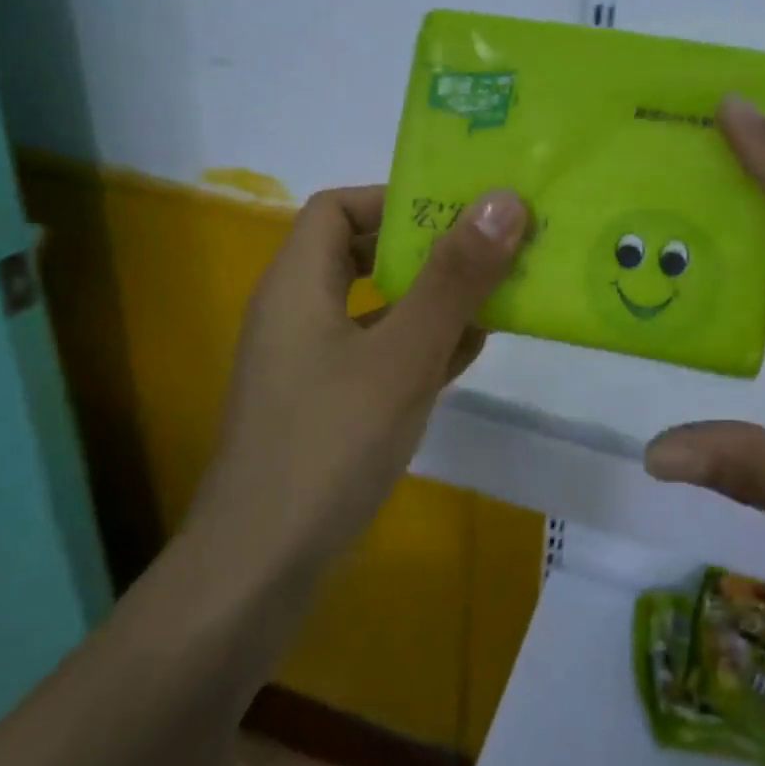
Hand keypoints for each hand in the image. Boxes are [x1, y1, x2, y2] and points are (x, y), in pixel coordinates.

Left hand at [188, 185, 526, 562]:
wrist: (262, 566)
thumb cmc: (330, 443)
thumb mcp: (403, 353)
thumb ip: (453, 278)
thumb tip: (502, 200)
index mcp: (297, 283)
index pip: (337, 208)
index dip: (392, 199)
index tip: (455, 211)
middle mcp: (296, 314)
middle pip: (358, 254)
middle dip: (424, 249)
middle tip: (487, 249)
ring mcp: (309, 364)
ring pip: (374, 308)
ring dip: (430, 298)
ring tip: (495, 294)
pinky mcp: (325, 406)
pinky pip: (377, 354)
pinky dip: (419, 344)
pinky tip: (469, 352)